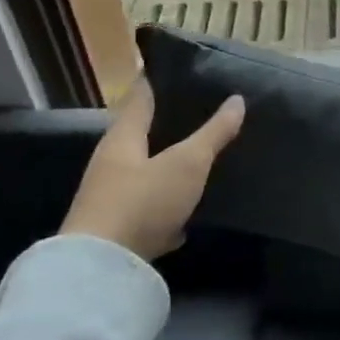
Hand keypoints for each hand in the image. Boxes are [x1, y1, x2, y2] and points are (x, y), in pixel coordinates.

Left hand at [61, 80, 244, 258]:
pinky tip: (186, 217)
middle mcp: (111, 163)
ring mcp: (111, 198)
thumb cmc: (143, 202)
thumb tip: (237, 99)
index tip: (181, 70)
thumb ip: (213, 133)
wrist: (102, 269)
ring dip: (167, 168)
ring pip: (144, 173)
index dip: (159, 81)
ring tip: (200, 161)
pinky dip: (165, 209)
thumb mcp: (187, 164)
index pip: (140, 97)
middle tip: (202, 116)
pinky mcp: (117, 230)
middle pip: (141, 136)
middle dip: (168, 126)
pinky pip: (146, 210)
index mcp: (122, 138)